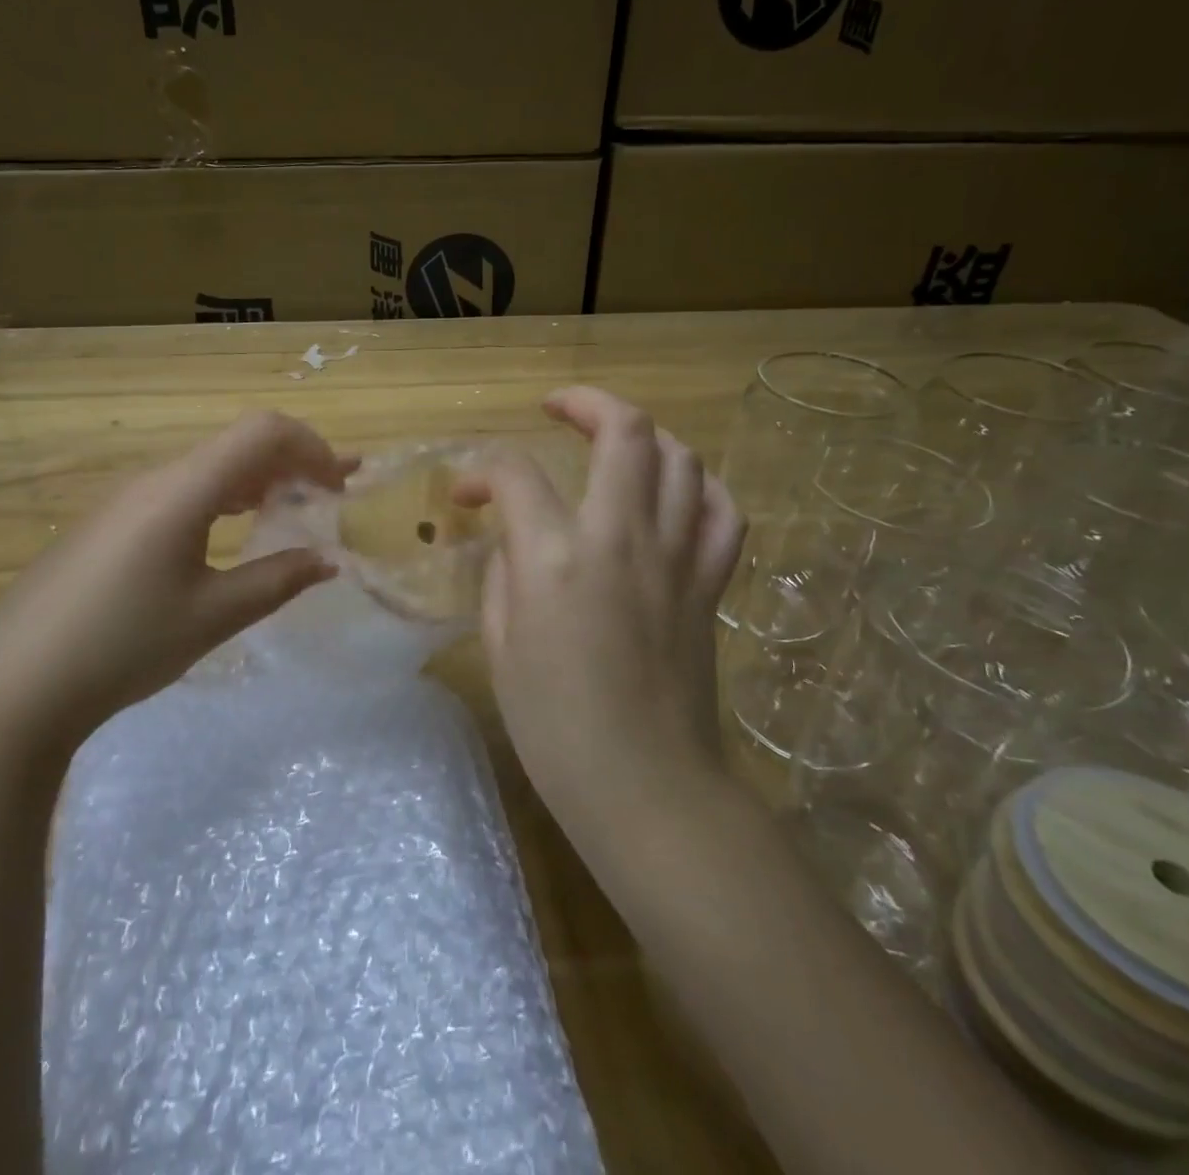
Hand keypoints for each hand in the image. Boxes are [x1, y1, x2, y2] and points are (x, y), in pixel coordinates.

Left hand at [0, 411, 349, 764]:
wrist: (14, 687)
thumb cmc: (123, 646)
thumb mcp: (212, 616)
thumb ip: (277, 581)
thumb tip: (328, 560)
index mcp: (182, 489)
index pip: (262, 432)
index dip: (312, 447)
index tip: (341, 485)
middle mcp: (154, 479)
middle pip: (237, 444)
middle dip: (293, 462)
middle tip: (334, 494)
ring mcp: (125, 500)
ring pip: (208, 468)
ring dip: (258, 481)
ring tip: (293, 509)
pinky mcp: (108, 524)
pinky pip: (180, 492)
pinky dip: (223, 499)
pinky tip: (231, 531)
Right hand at [455, 386, 746, 813]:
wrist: (645, 786)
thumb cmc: (555, 727)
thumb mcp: (500, 648)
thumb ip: (503, 578)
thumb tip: (514, 544)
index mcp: (554, 558)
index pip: (514, 474)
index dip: (480, 472)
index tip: (465, 494)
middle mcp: (621, 538)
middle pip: (623, 431)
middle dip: (585, 402)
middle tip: (557, 408)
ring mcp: (676, 557)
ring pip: (681, 458)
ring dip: (644, 435)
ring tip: (614, 441)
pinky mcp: (710, 584)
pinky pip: (723, 512)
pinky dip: (700, 486)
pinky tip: (676, 491)